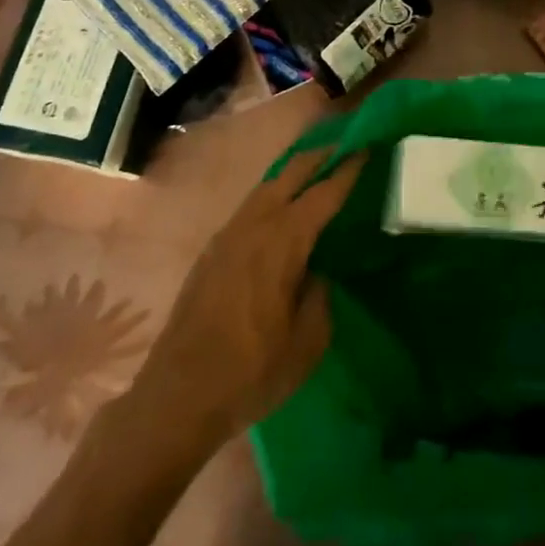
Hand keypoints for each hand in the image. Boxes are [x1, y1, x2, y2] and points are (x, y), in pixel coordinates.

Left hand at [129, 150, 360, 448]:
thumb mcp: (308, 342)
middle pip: (292, 172)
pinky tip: (280, 211)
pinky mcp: (212, 250)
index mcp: (284, 241)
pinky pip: (251, 206)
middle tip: (345, 150)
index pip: (324, 192)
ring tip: (316, 173)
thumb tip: (316, 271)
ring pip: (267, 185)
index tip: (367, 148)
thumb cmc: (251, 371)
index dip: (349, 169)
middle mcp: (255, 224)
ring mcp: (228, 234)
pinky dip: (273, 195)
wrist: (176, 397)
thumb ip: (320, 295)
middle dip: (320, 156)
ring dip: (294, 173)